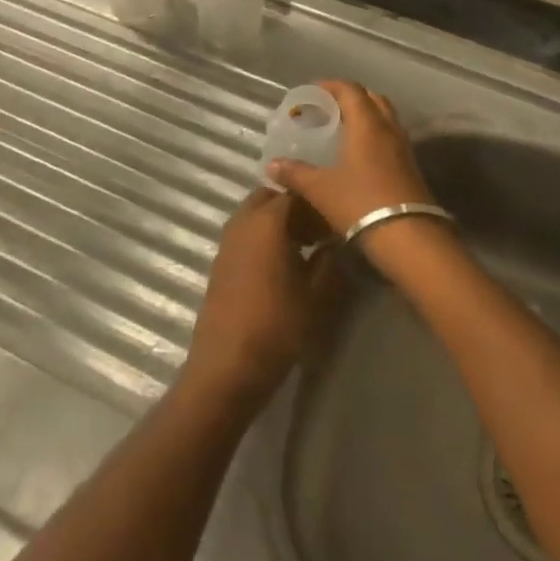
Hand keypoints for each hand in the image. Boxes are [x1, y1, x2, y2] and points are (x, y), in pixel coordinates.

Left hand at [180, 188, 337, 413]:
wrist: (227, 366)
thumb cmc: (277, 327)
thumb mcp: (316, 295)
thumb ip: (329, 259)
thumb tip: (337, 239)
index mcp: (267, 221)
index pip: (297, 194)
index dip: (320, 204)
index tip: (339, 222)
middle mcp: (243, 222)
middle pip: (271, 198)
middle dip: (296, 208)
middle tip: (320, 232)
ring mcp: (227, 241)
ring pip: (256, 215)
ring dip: (278, 222)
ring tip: (305, 249)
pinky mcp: (220, 261)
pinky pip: (245, 234)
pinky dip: (264, 237)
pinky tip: (282, 266)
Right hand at [265, 81, 434, 236]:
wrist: (409, 237)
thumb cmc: (361, 203)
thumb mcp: (320, 189)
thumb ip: (295, 173)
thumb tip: (272, 165)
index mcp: (366, 124)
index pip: (350, 89)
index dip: (330, 85)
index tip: (312, 92)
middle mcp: (388, 128)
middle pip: (371, 98)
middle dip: (349, 98)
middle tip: (328, 109)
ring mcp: (403, 147)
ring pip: (384, 117)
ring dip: (364, 116)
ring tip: (342, 130)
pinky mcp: (411, 166)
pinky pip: (390, 137)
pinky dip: (374, 136)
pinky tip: (358, 155)